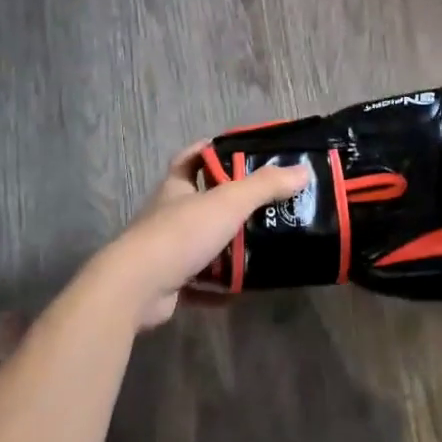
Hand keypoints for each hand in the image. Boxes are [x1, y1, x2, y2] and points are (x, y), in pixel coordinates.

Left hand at [95, 143, 310, 330]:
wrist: (138, 287)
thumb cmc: (181, 234)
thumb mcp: (228, 202)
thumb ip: (265, 186)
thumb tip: (302, 171)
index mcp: (177, 188)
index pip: (192, 159)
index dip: (212, 151)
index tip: (240, 152)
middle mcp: (169, 215)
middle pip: (202, 202)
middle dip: (232, 204)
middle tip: (268, 205)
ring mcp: (167, 251)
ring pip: (204, 243)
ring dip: (229, 247)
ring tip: (264, 246)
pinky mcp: (169, 282)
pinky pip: (202, 282)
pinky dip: (221, 287)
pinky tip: (244, 289)